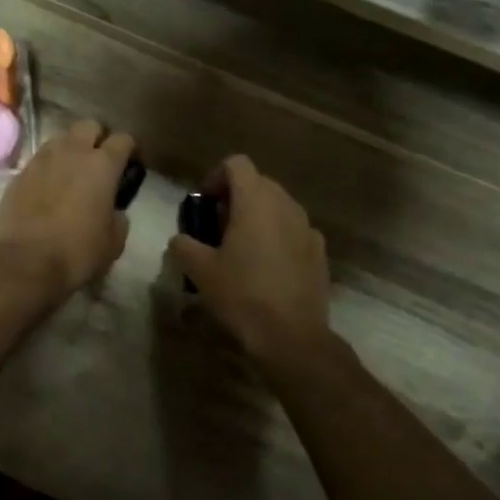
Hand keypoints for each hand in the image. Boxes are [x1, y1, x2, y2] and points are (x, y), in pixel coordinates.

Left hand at [0, 119, 134, 298]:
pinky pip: (39, 160)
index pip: (123, 139)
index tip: (130, 165)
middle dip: (97, 138)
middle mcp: (72, 152)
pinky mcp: (19, 173)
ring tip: (71, 173)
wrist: (24, 262)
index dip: (130, 150)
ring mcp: (41, 159)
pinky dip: (48, 169)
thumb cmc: (77, 252)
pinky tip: (48, 190)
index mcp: (102, 165)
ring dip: (70, 150)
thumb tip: (113, 210)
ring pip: (60, 139)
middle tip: (99, 163)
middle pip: (89, 126)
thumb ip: (118, 217)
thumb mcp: (114, 241)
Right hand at [168, 155, 331, 362]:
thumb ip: (183, 245)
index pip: (236, 164)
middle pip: (258, 183)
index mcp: (255, 201)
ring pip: (278, 206)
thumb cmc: (242, 295)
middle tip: (217, 227)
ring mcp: (307, 227)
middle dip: (235, 197)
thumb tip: (180, 239)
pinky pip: (294, 230)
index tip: (204, 203)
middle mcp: (285, 205)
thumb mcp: (200, 271)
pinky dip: (277, 236)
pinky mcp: (320, 251)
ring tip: (241, 248)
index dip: (216, 177)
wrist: (292, 336)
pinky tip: (267, 267)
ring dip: (257, 216)